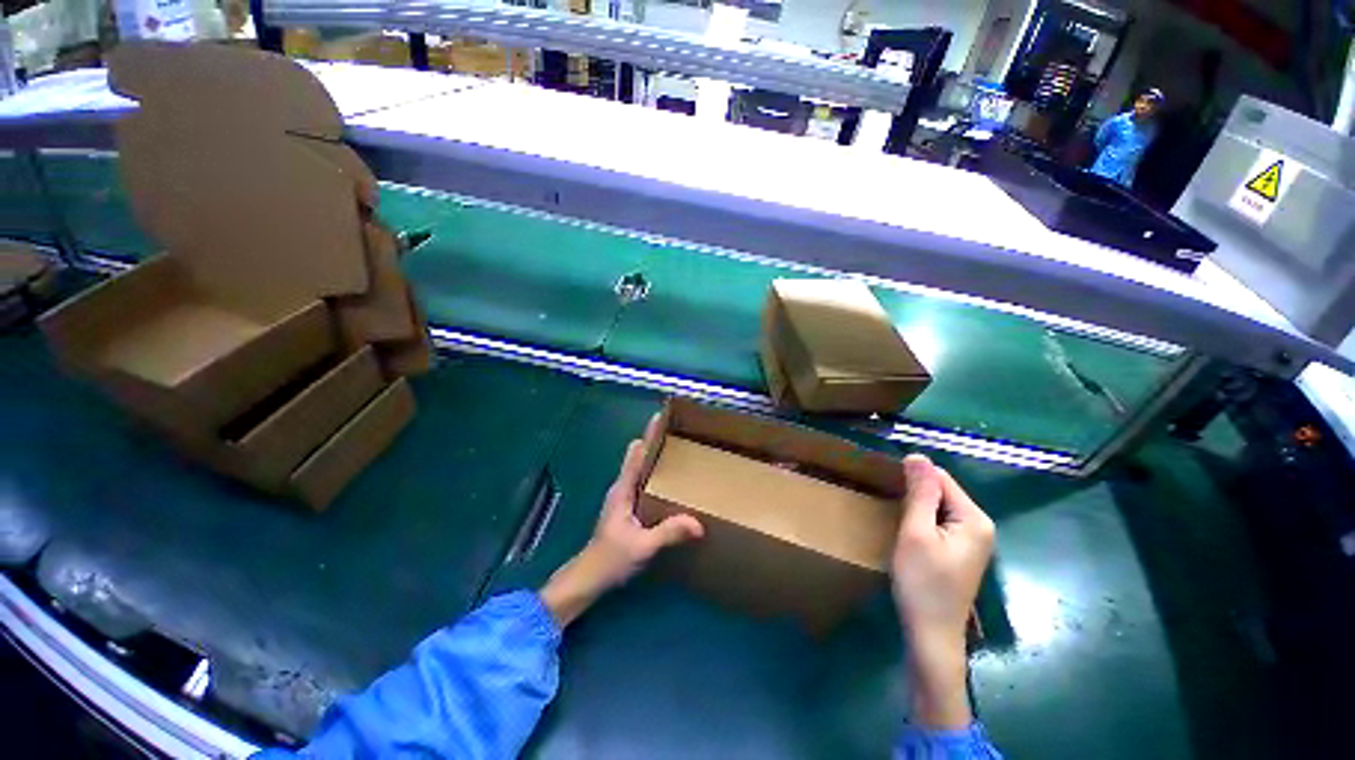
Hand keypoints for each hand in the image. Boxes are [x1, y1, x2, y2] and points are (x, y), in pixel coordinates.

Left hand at [540, 415, 703, 627]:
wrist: (589, 578)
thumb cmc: (611, 559)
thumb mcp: (642, 547)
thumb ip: (669, 533)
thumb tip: (699, 523)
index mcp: (623, 489)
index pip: (637, 454)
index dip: (649, 434)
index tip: (662, 417)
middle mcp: (622, 487)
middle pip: (640, 456)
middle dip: (657, 443)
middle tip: (681, 435)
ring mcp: (624, 496)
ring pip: (642, 468)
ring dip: (657, 459)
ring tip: (682, 454)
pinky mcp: (628, 506)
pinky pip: (644, 481)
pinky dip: (656, 475)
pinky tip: (672, 483)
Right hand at [892, 454, 994, 728]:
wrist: (931, 634)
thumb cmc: (922, 583)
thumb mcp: (916, 533)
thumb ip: (920, 494)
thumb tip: (917, 456)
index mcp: (974, 518)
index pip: (941, 479)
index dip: (913, 480)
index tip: (889, 491)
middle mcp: (980, 525)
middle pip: (942, 491)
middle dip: (915, 494)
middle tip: (891, 509)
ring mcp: (972, 540)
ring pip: (938, 506)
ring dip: (916, 507)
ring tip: (895, 518)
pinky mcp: (961, 551)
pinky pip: (939, 521)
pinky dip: (921, 520)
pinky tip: (907, 533)